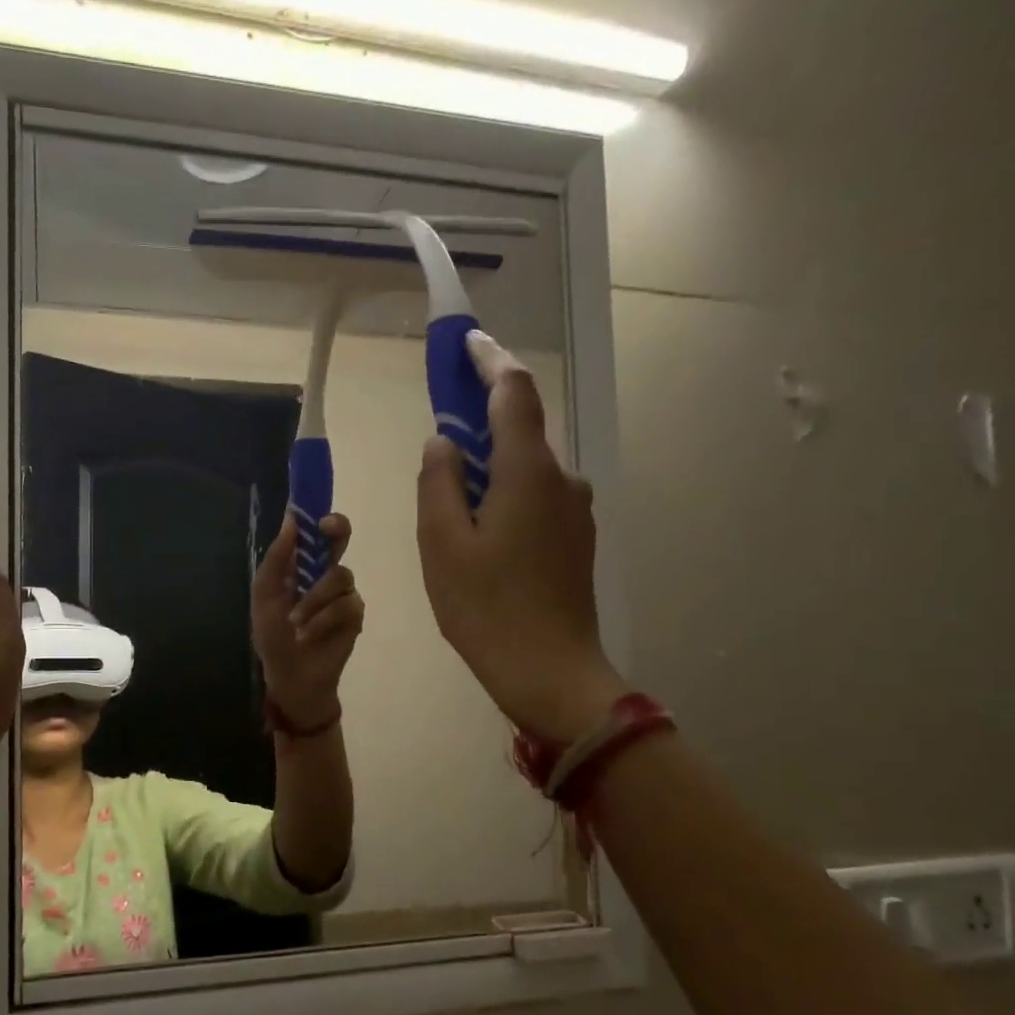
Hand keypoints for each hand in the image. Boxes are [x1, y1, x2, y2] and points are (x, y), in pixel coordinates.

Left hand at [252, 512, 364, 727]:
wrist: (290, 674)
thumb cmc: (273, 635)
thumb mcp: (265, 595)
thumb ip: (277, 559)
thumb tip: (291, 519)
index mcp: (301, 565)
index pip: (316, 532)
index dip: (319, 517)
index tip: (315, 513)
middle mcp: (326, 573)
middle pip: (341, 539)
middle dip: (336, 532)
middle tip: (328, 532)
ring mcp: (343, 593)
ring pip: (339, 576)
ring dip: (313, 600)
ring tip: (296, 622)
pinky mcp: (355, 615)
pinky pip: (345, 604)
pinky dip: (323, 619)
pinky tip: (309, 634)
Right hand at [416, 332, 627, 744]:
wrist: (550, 672)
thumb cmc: (485, 607)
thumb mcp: (442, 543)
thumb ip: (438, 482)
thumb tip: (444, 442)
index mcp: (527, 472)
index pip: (513, 393)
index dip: (488, 361)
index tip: (466, 342)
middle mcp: (562, 480)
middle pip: (519, 432)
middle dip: (479, 427)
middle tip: (440, 447)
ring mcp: (575, 512)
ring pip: (525, 471)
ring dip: (489, 473)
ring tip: (451, 515)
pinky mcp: (576, 540)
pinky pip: (536, 500)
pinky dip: (505, 499)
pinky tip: (481, 540)